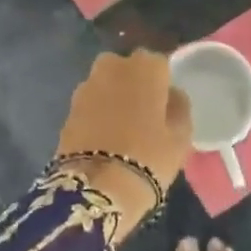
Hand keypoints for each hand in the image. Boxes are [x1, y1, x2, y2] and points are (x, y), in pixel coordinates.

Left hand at [55, 51, 191, 239]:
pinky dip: (97, 112)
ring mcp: (87, 84)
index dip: (162, 83)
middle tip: (143, 112)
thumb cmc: (149, 158)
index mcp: (146, 67)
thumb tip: (172, 95)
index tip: (165, 103)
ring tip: (122, 126)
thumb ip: (179, 108)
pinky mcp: (69, 107)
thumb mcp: (181, 137)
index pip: (159, 63)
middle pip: (128, 68)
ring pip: (106, 83)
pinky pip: (91, 102)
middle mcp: (114, 66)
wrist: (97, 187)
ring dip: (113, 96)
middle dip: (134, 83)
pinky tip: (103, 136)